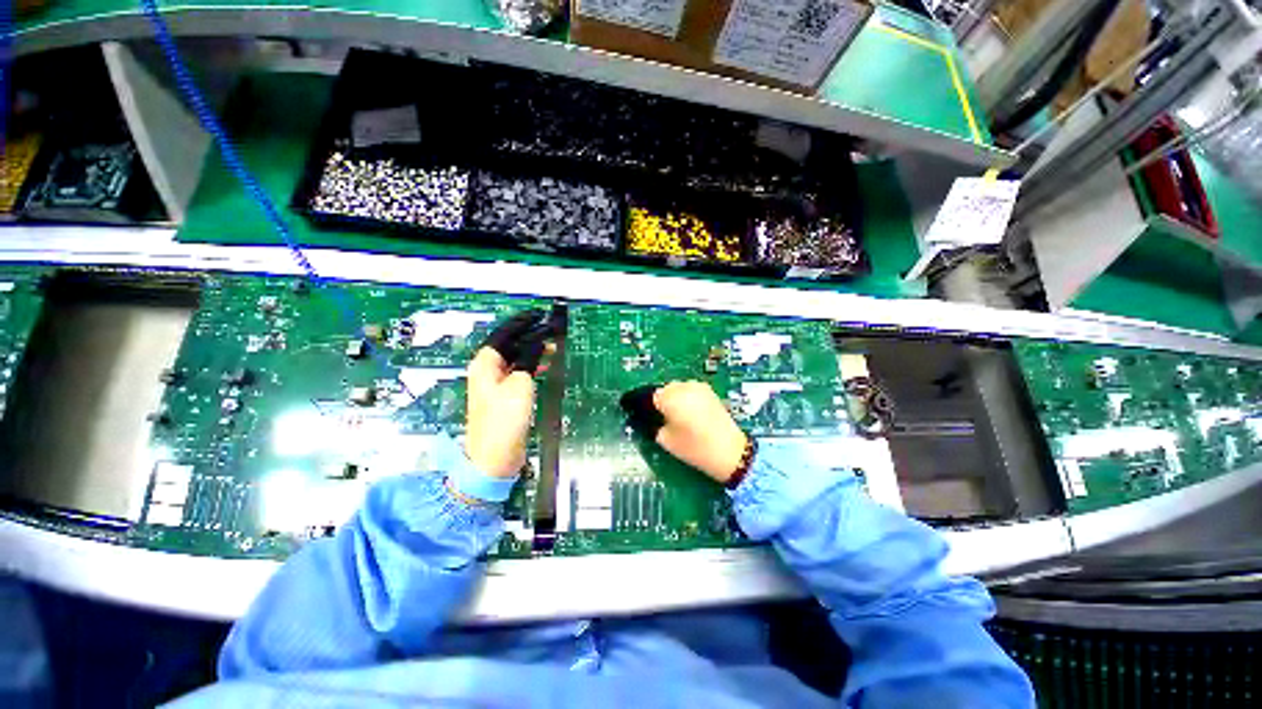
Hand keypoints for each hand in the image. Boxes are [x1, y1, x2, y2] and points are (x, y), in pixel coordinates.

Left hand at [465, 311, 552, 476]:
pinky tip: (544, 363)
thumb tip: (537, 343)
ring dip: (532, 351)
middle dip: (529, 336)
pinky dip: (532, 365)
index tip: (539, 316)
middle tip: (550, 330)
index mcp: (484, 364)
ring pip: (516, 359)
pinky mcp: (505, 396)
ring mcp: (496, 384)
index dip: (522, 323)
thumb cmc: (504, 419)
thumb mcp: (520, 383)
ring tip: (552, 345)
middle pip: (509, 345)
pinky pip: (519, 372)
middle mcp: (487, 371)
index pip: (504, 334)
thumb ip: (529, 358)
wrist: (495, 457)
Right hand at [621, 381, 747, 483]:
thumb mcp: (665, 440)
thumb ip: (651, 424)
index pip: (647, 396)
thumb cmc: (694, 447)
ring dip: (671, 399)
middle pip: (662, 391)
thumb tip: (642, 417)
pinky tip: (686, 413)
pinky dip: (684, 398)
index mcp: (670, 397)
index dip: (640, 405)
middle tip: (655, 418)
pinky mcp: (708, 391)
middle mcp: (683, 386)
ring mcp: (697, 386)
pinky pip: (688, 391)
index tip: (633, 411)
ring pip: (676, 389)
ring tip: (672, 417)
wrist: (730, 451)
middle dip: (657, 401)